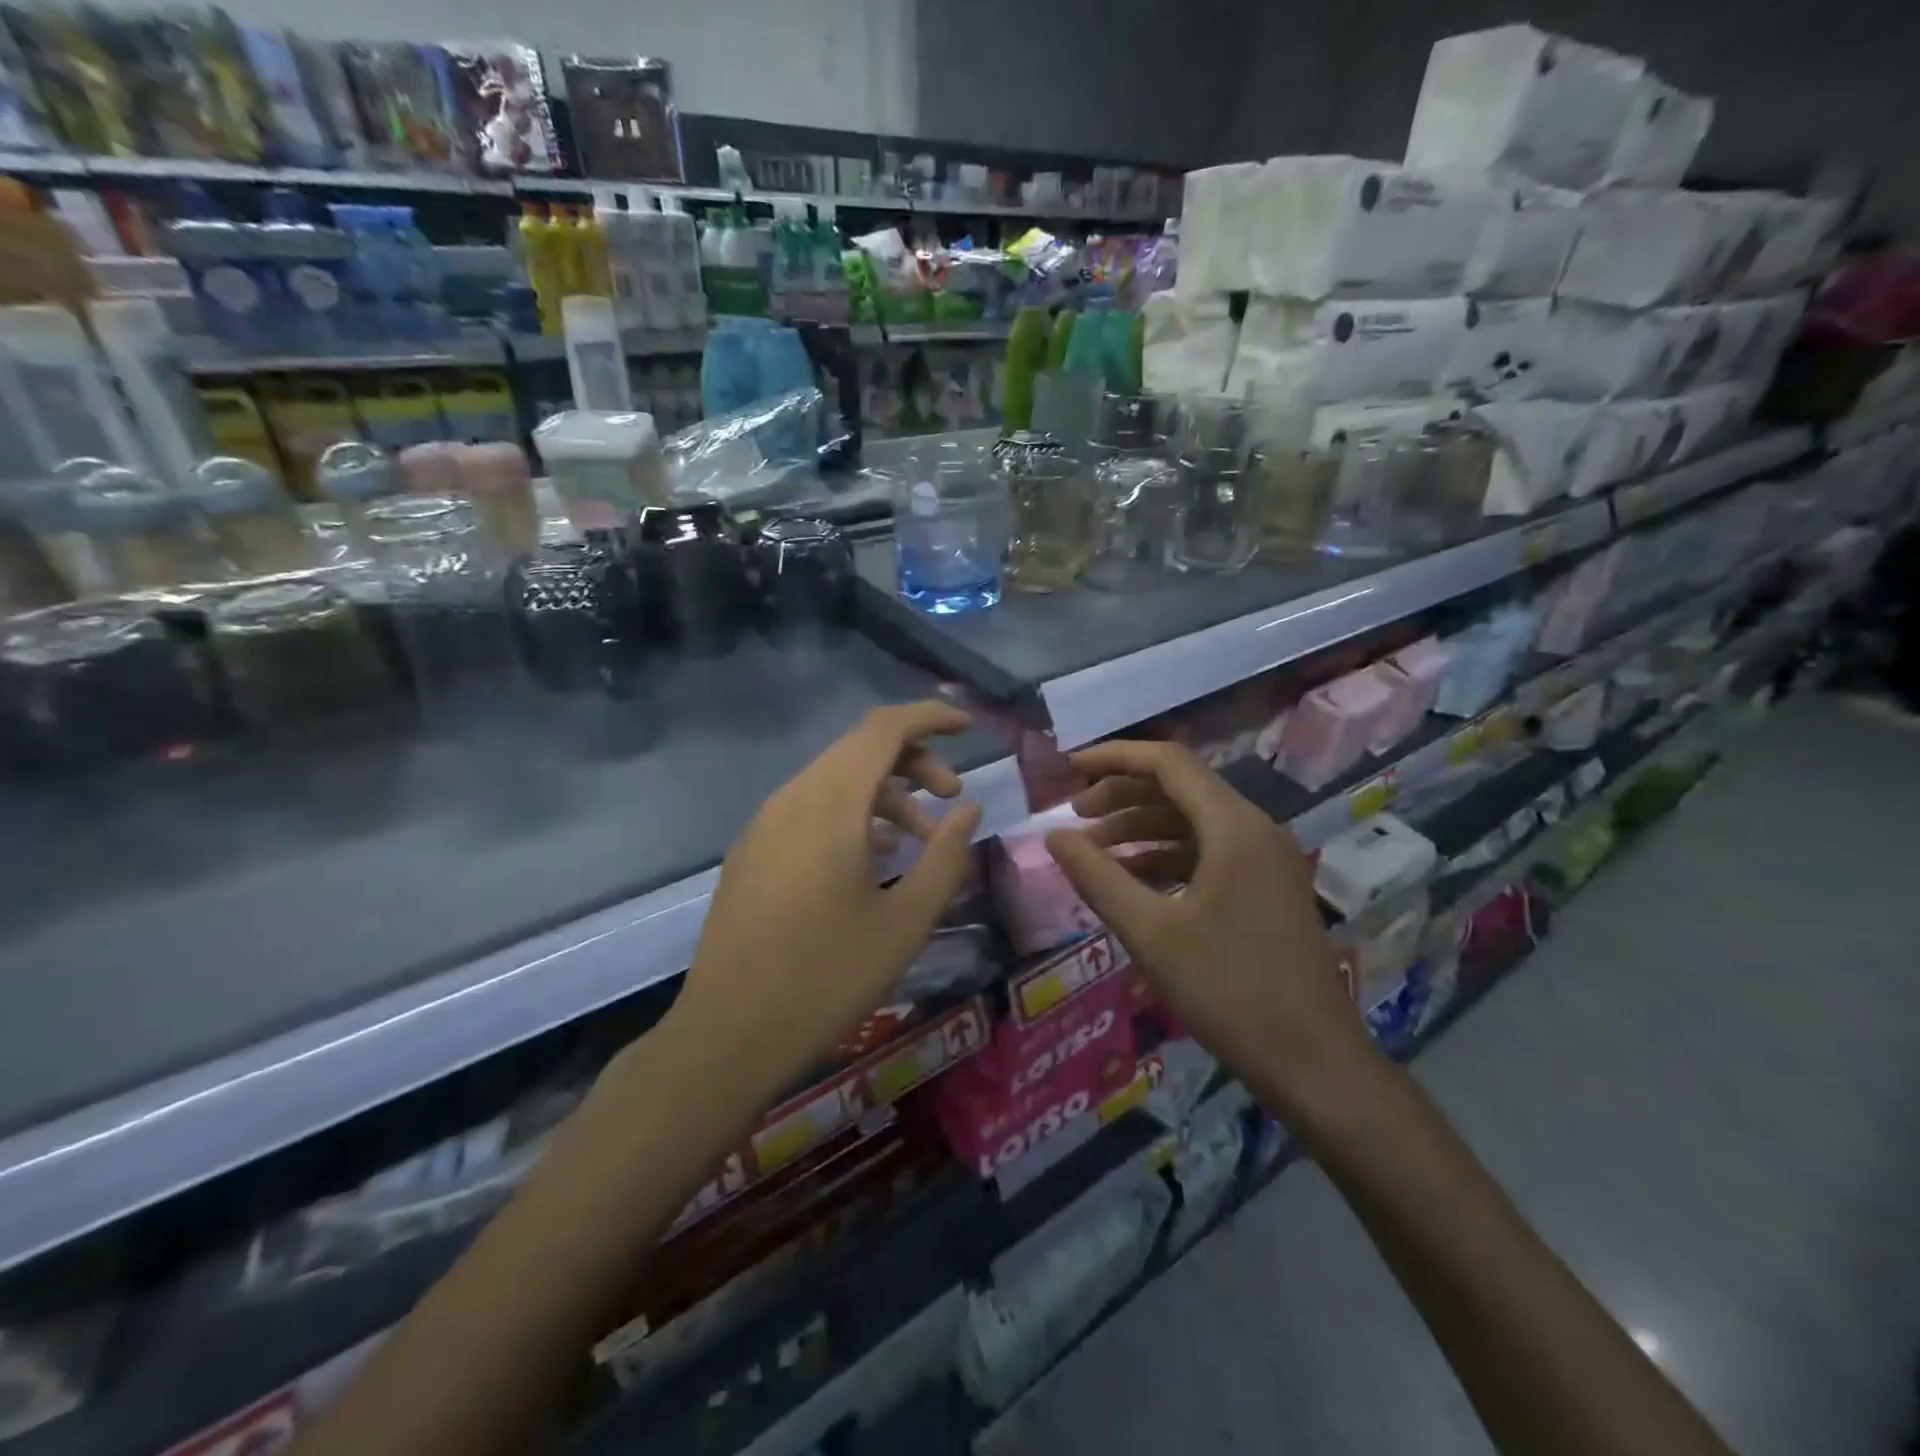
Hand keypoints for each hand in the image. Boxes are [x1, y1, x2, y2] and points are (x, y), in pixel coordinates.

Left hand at [670, 702, 982, 1095]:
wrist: (728, 1034)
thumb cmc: (827, 978)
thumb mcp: (906, 922)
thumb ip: (946, 856)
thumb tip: (969, 811)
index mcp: (830, 806)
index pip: (884, 729)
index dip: (929, 717)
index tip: (968, 726)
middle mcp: (792, 799)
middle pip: (860, 749)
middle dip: (914, 760)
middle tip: (952, 798)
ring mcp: (765, 823)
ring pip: (835, 779)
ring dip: (884, 793)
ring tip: (920, 838)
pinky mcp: (752, 850)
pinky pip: (809, 808)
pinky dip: (851, 813)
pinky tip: (873, 858)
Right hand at [1043, 740, 1373, 1119]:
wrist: (1313, 1062)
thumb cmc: (1227, 990)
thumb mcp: (1150, 931)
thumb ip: (1096, 876)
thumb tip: (1054, 836)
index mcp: (1233, 826)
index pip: (1167, 762)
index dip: (1112, 757)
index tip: (1067, 770)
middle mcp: (1254, 829)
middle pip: (1179, 787)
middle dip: (1122, 795)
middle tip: (1074, 816)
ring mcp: (1265, 859)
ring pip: (1193, 821)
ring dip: (1141, 828)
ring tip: (1093, 851)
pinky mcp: (1266, 888)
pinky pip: (1208, 852)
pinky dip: (1166, 856)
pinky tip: (1132, 881)